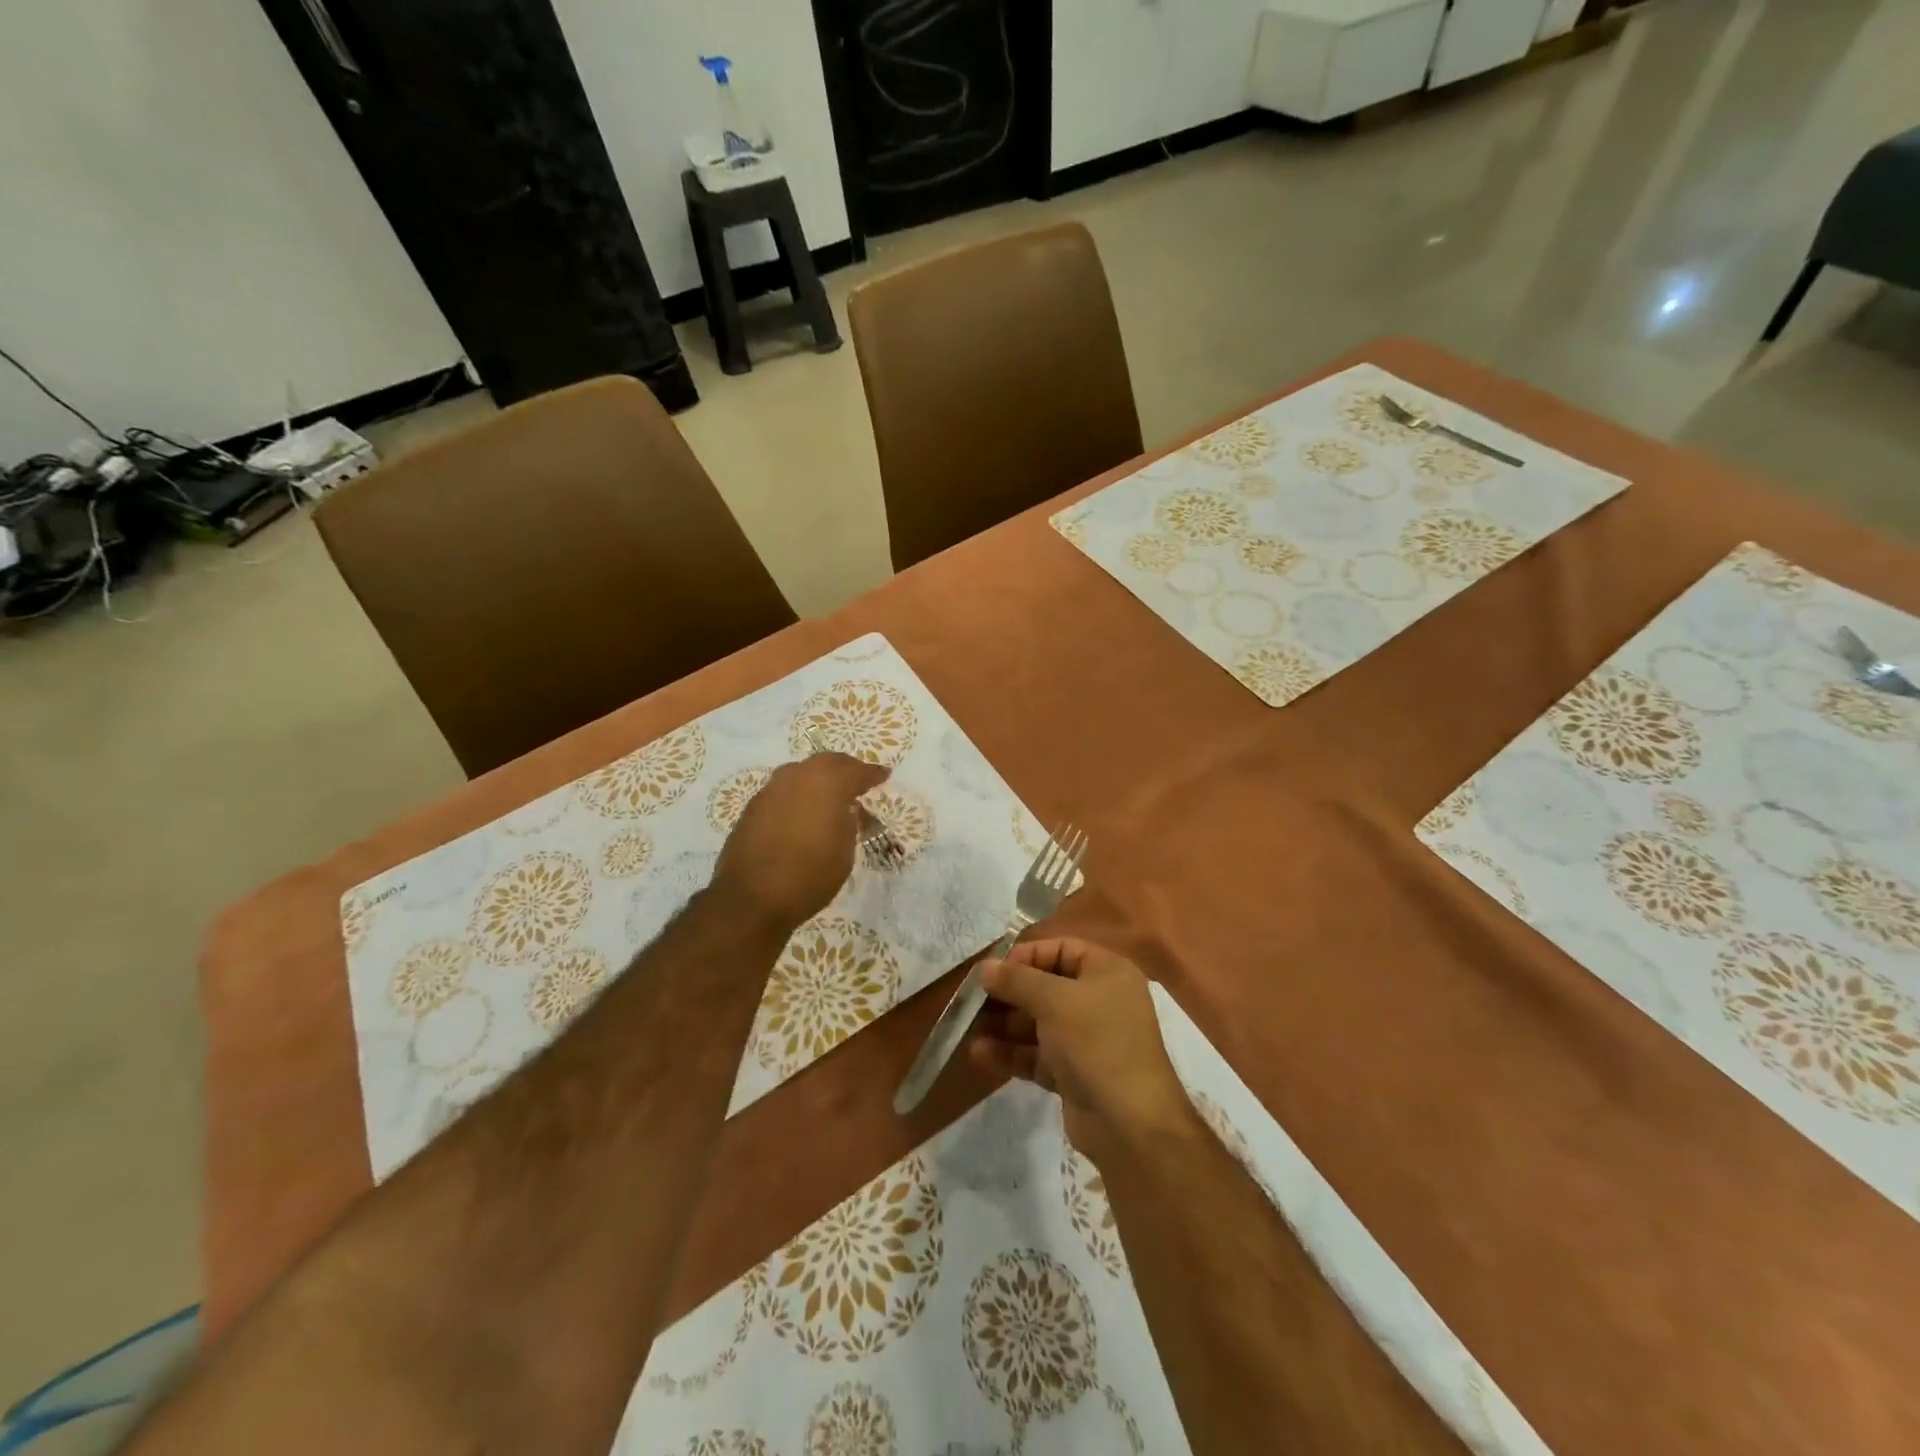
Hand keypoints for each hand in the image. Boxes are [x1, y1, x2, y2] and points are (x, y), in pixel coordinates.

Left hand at [713, 753, 888, 930]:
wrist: (751, 897)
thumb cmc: (809, 876)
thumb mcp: (844, 853)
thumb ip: (849, 824)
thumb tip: (847, 810)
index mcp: (829, 785)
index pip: (857, 771)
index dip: (873, 774)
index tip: (884, 775)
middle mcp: (799, 777)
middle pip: (828, 762)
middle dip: (846, 768)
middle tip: (858, 779)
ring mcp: (772, 788)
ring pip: (802, 771)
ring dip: (819, 778)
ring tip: (830, 794)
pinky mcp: (754, 805)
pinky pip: (784, 788)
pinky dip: (798, 793)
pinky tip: (803, 810)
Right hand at [969, 938, 1196, 1168]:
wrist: (1129, 1123)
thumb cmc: (1095, 1042)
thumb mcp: (1053, 1000)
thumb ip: (1016, 980)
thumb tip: (985, 967)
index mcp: (1106, 972)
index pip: (1061, 949)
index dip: (1026, 956)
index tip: (993, 971)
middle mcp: (1099, 1000)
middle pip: (1045, 987)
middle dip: (1008, 994)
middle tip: (972, 1001)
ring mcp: (1086, 1039)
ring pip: (1037, 1023)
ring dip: (1003, 1025)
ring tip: (969, 1029)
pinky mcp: (1073, 1073)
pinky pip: (1036, 1055)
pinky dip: (1011, 1053)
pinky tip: (980, 1055)